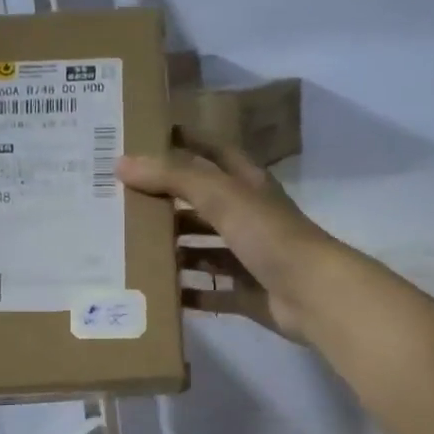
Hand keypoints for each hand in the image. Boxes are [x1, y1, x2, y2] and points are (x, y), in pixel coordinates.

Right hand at [117, 136, 344, 342]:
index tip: (145, 139)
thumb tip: (121, 163)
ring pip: (204, 250)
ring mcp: (249, 257)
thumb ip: (173, 177)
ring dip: (174, 250)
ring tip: (131, 249)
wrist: (312, 293)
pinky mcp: (246, 294)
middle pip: (202, 205)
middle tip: (122, 202)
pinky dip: (187, 292)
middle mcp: (249, 217)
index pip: (213, 152)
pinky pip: (211, 292)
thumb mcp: (220, 195)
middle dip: (168, 203)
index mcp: (248, 185)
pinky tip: (157, 293)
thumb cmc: (269, 234)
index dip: (185, 142)